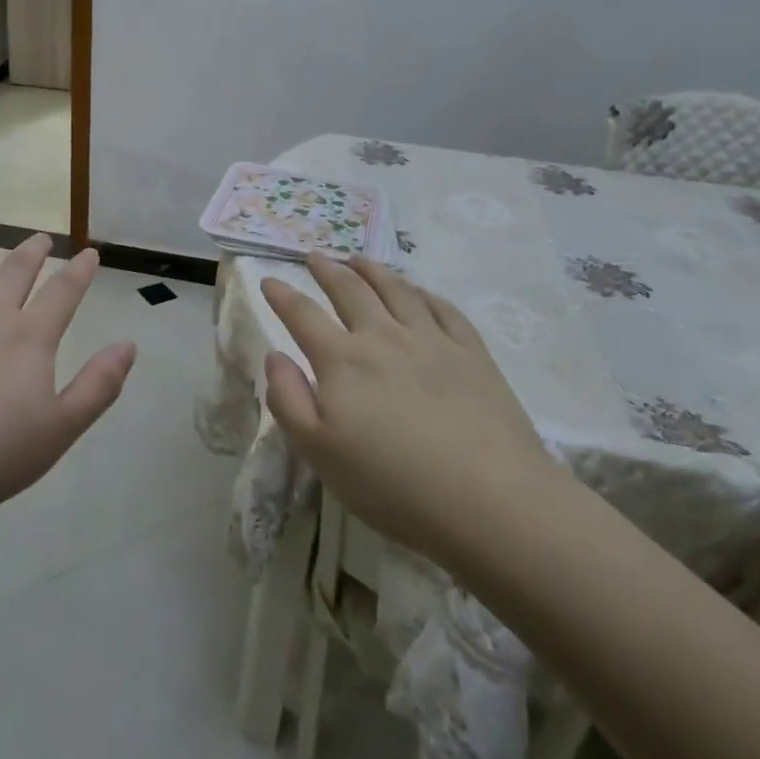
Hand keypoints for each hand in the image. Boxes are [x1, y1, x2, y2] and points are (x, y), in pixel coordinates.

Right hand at [260, 254, 555, 555]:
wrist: (491, 501)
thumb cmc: (393, 484)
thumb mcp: (319, 453)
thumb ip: (288, 400)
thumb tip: (274, 356)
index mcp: (342, 361)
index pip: (302, 315)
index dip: (282, 295)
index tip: (268, 280)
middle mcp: (383, 337)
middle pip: (350, 291)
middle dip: (327, 270)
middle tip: (315, 257)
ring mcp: (431, 340)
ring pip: (396, 290)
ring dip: (372, 270)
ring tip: (359, 259)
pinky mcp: (472, 353)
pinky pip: (443, 309)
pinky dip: (424, 293)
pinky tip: (418, 291)